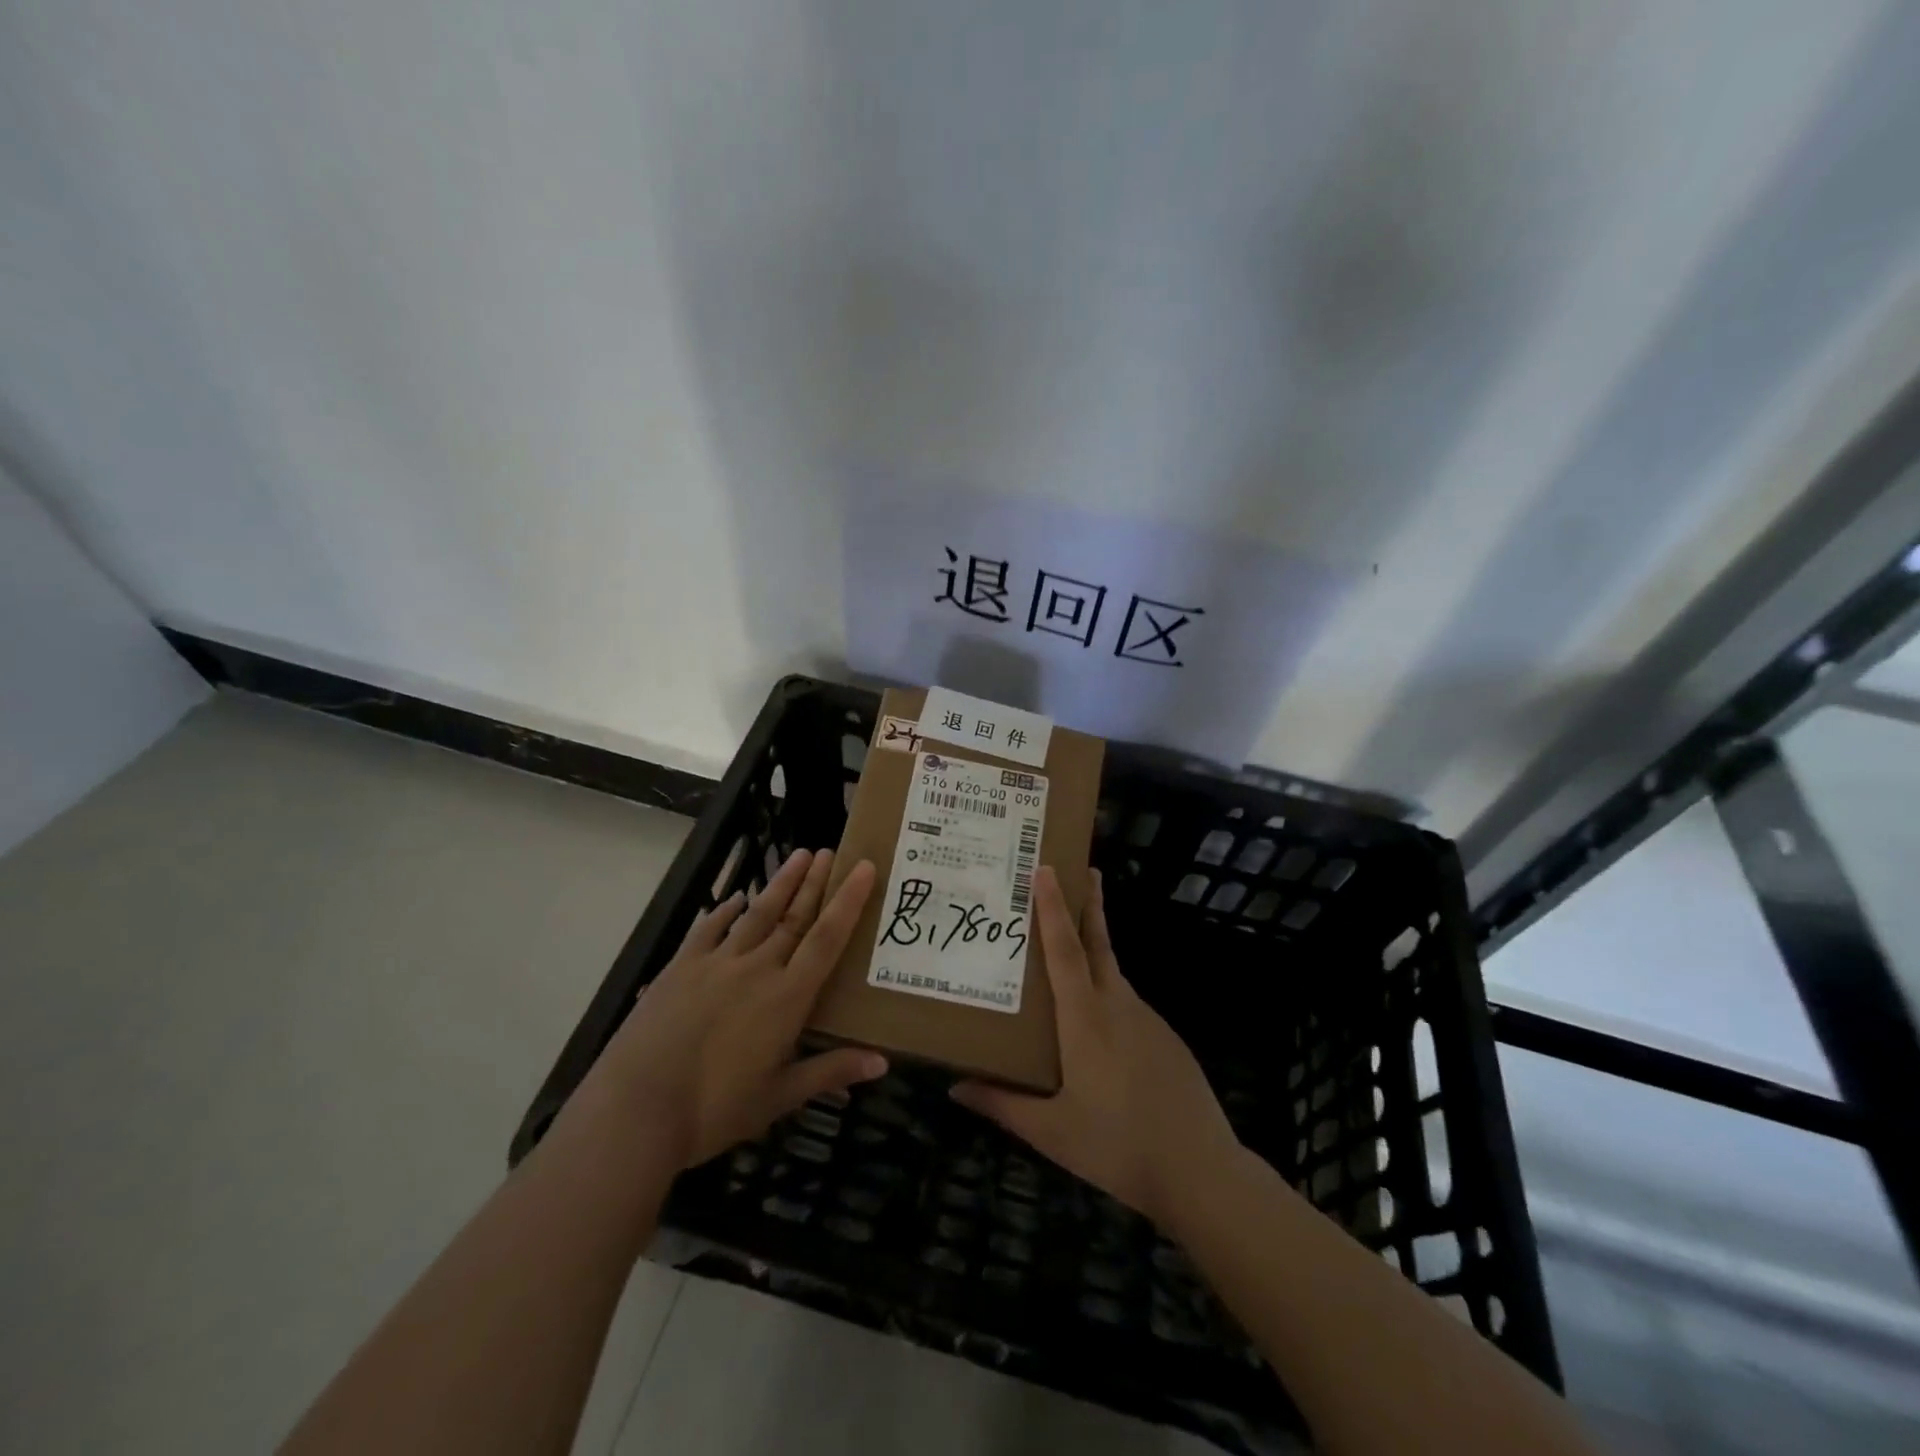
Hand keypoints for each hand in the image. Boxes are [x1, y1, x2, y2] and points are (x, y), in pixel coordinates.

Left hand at [587, 848, 884, 1170]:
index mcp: (787, 997)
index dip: (848, 901)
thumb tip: (883, 1063)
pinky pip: (709, 928)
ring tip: (798, 855)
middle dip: (815, 883)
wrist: (636, 1108)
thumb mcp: (779, 1097)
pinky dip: (726, 910)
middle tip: (831, 851)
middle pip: (794, 917)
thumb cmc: (714, 1110)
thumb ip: (830, 1072)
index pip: (827, 939)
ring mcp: (716, 962)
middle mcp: (757, 968)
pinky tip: (736, 899)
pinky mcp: (681, 967)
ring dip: (780, 884)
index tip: (864, 867)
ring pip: (757, 914)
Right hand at [952, 866, 1239, 1227]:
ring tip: (1068, 950)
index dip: (1053, 908)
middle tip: (1083, 869)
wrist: (1201, 1172)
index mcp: (1085, 1019)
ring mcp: (1147, 1020)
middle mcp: (1117, 1006)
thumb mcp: (1051, 1132)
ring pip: (1112, 972)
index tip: (1047, 869)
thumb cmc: (1117, 1146)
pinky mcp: (1165, 1039)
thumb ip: (1002, 1104)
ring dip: (1094, 948)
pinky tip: (1098, 1025)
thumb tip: (954, 1086)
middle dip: (1089, 904)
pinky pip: (1127, 1003)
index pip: (1065, 950)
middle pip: (1098, 943)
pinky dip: (1107, 992)